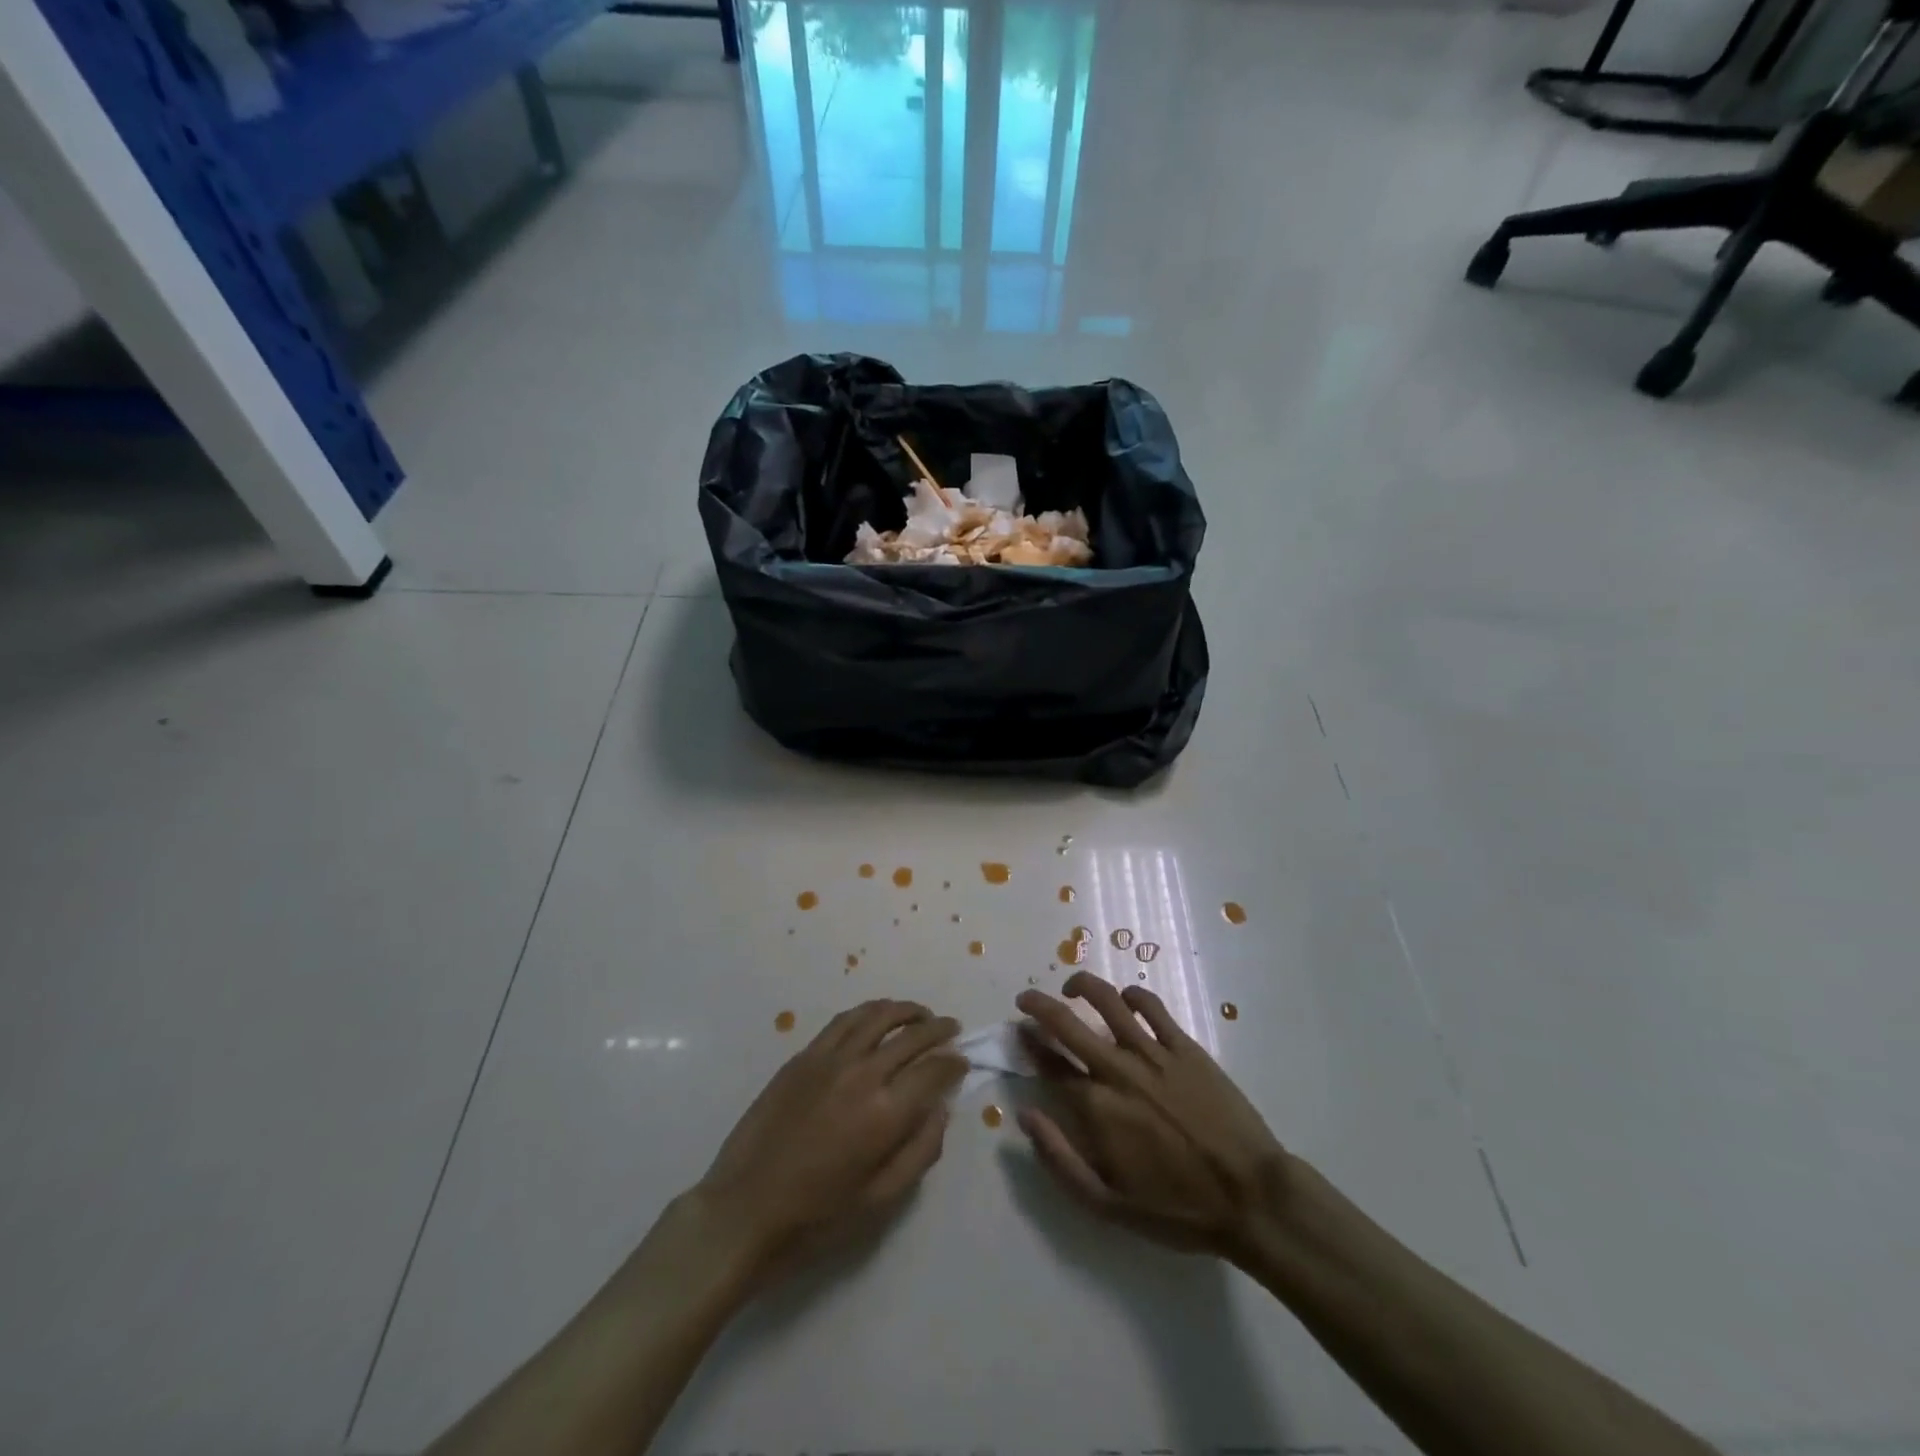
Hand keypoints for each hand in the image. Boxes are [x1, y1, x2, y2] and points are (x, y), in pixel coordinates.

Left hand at [694, 999, 964, 1284]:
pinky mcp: (803, 1056)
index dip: (954, 1062)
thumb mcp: (881, 1200)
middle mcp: (862, 1073)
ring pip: (877, 1016)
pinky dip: (868, 1012)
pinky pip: (844, 1021)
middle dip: (938, 1029)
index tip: (962, 1062)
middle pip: (911, 1035)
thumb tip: (941, 1110)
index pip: (934, 1069)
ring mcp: (829, 1059)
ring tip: (919, 1014)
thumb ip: (921, 1151)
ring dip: (905, 1011)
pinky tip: (876, 1017)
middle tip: (951, 1029)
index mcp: (886, 1112)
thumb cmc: (817, 1218)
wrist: (744, 1211)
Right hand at [1015, 972, 1290, 1260]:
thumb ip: (1059, 1158)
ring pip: (1108, 1001)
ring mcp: (1153, 1053)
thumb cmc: (1177, 1209)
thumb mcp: (1106, 1205)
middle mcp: (1117, 1069)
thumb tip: (1025, 1115)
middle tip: (1026, 1000)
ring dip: (1082, 986)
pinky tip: (1126, 997)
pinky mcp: (1185, 1047)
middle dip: (1038, 1005)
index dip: (1029, 1044)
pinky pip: (1152, 1006)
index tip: (1019, 1033)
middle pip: (1067, 1022)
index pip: (1049, 1063)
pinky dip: (1133, 994)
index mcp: (1096, 1107)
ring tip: (1071, 985)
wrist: (1251, 1197)